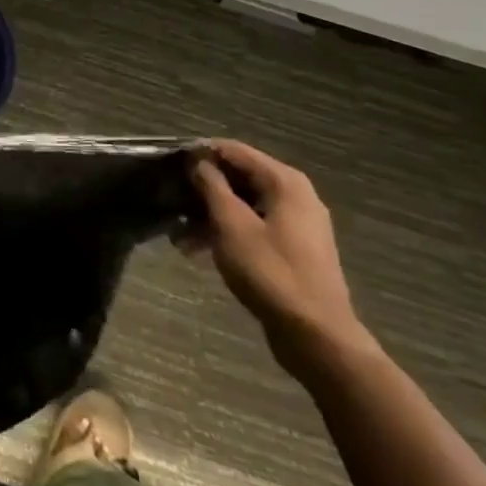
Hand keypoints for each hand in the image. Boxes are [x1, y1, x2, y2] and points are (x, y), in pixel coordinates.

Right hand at [185, 140, 373, 377]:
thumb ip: (213, 187)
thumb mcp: (232, 226)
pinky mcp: (292, 250)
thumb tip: (199, 160)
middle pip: (240, 178)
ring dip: (210, 215)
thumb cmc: (271, 272)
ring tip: (178, 235)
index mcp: (284, 182)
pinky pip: (253, 228)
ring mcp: (296, 224)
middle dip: (203, 189)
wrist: (316, 335)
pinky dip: (227, 233)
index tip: (169, 164)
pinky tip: (197, 251)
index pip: (235, 150)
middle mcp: (295, 195)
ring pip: (244, 206)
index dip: (201, 154)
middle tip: (170, 200)